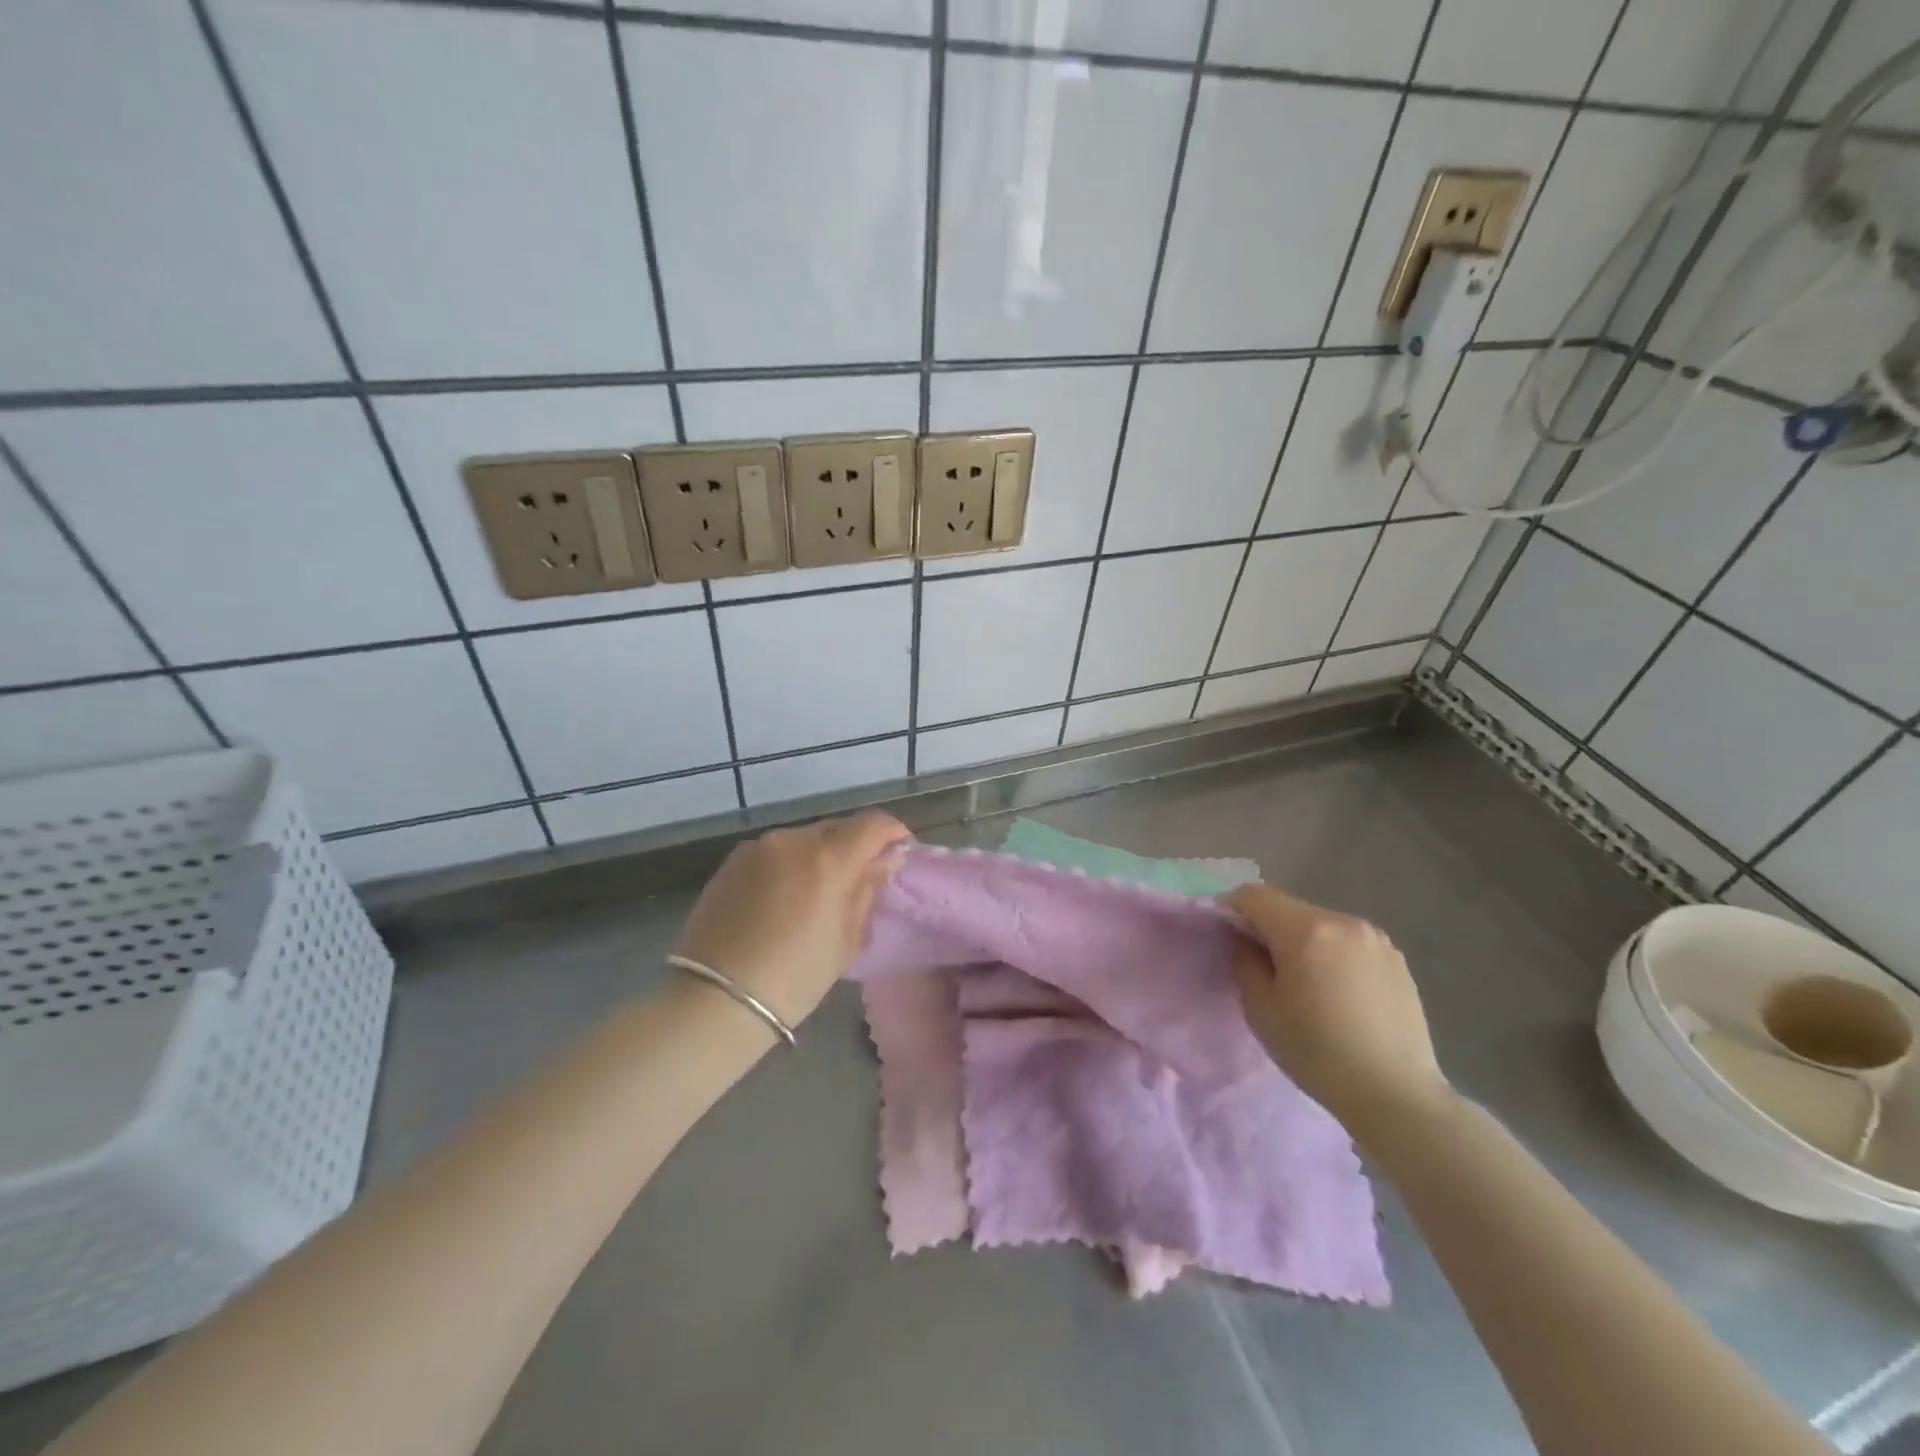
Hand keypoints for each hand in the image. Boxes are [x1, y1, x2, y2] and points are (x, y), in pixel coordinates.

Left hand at [673, 811, 911, 1028]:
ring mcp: (758, 848)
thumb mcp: (845, 939)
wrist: (717, 1000)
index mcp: (828, 859)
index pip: (873, 824)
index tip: (900, 852)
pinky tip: (785, 898)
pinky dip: (790, 865)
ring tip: (819, 891)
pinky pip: (775, 852)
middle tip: (861, 878)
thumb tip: (886, 859)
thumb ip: (867, 890)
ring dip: (820, 855)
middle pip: (838, 828)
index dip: (893, 832)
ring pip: (804, 839)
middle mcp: (793, 840)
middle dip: (856, 846)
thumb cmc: (795, 977)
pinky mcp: (732, 862)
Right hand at [1226, 884, 1451, 1139]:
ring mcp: (1375, 939)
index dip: (1233, 910)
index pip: (1254, 895)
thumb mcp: (1261, 1009)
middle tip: (1266, 969)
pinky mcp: (1396, 959)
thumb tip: (1244, 938)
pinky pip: (1349, 943)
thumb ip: (1244, 960)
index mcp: (1306, 930)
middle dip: (1270, 928)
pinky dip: (1333, 955)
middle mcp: (1343, 921)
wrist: (1397, 1096)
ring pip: (1320, 925)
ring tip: (1307, 985)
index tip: (1230, 941)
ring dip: (1303, 941)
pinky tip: (1340, 995)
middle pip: (1289, 908)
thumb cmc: (1317, 1053)